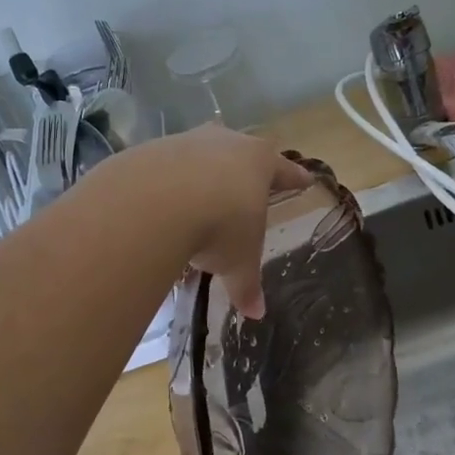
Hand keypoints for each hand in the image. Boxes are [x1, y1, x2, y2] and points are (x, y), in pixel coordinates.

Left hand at [120, 124, 311, 317]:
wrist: (155, 201)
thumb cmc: (218, 226)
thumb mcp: (238, 261)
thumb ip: (246, 284)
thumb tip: (256, 313)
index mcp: (259, 162)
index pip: (283, 170)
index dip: (294, 178)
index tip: (304, 179)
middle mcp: (225, 142)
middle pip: (241, 152)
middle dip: (243, 168)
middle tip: (247, 182)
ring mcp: (186, 142)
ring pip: (200, 155)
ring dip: (201, 174)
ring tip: (198, 198)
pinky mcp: (150, 151)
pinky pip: (164, 168)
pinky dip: (166, 184)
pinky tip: (160, 203)